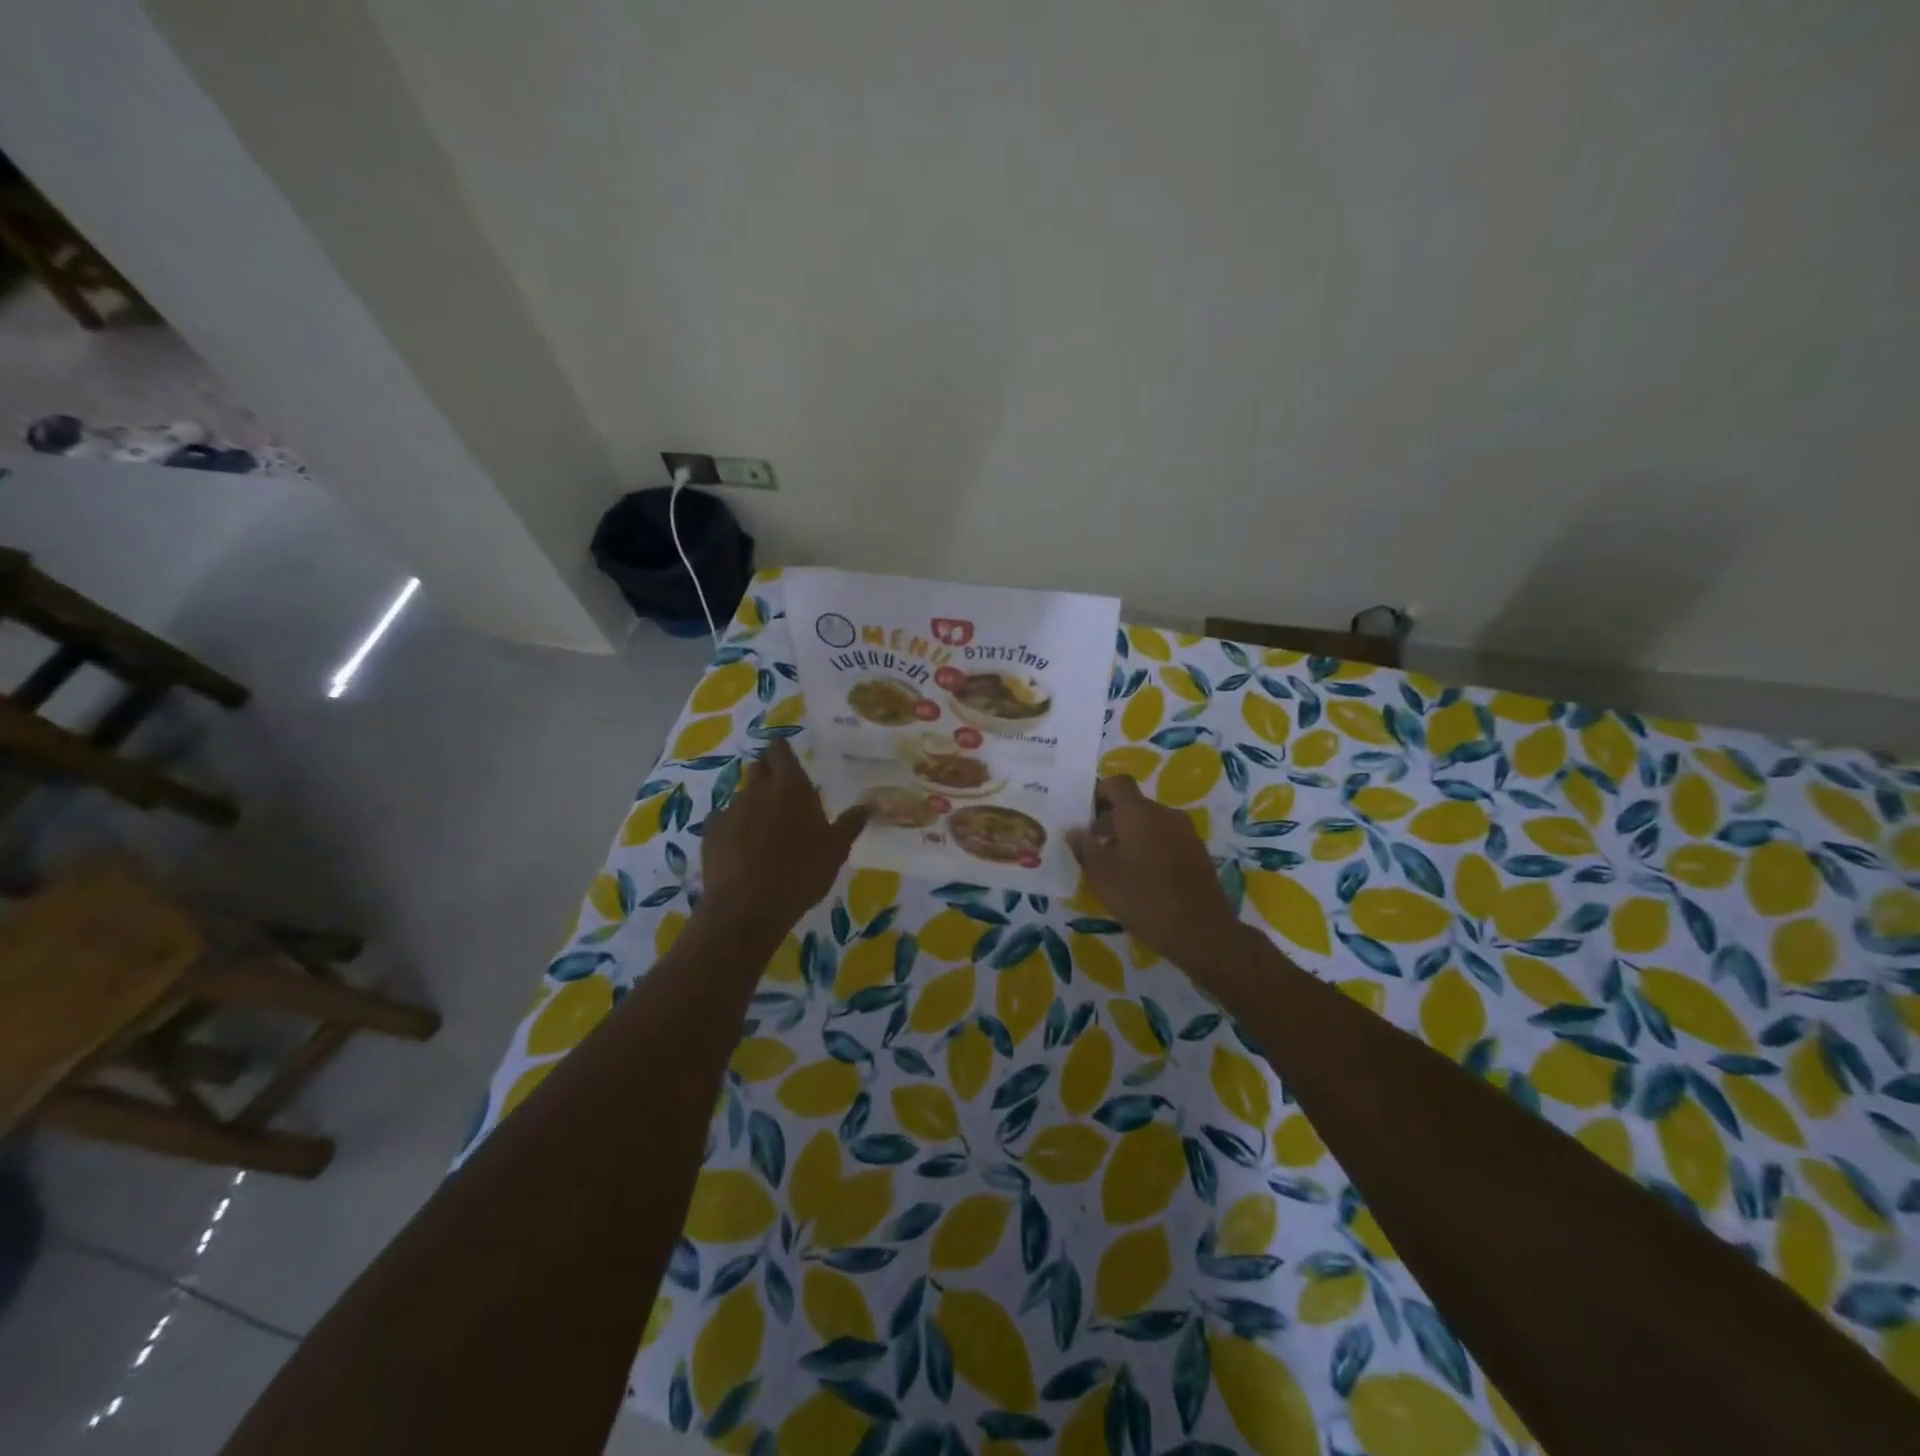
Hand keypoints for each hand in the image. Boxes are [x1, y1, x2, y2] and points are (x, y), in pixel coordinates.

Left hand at [698, 739, 870, 939]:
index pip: (780, 750)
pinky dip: (735, 826)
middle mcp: (758, 790)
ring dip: (753, 803)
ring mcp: (730, 810)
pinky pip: (725, 820)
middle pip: (759, 768)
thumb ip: (850, 823)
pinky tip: (742, 847)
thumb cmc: (801, 872)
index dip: (781, 749)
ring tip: (764, 826)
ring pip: (742, 795)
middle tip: (781, 791)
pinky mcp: (711, 832)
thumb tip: (869, 805)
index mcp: (790, 787)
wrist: (748, 908)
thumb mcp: (836, 849)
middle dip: (768, 773)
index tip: (784, 752)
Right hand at [1067, 775, 1243, 971]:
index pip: (1118, 783)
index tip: (1084, 814)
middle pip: (1134, 805)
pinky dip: (1151, 848)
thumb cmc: (1143, 898)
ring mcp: (1186, 833)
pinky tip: (1142, 878)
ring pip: (1151, 823)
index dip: (1099, 792)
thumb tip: (1074, 830)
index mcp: (1140, 813)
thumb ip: (1084, 848)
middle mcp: (1165, 815)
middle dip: (1111, 820)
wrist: (1201, 932)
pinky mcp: (1198, 853)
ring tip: (1116, 866)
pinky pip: (1167, 839)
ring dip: (1131, 835)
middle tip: (1093, 846)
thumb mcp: (1102, 876)